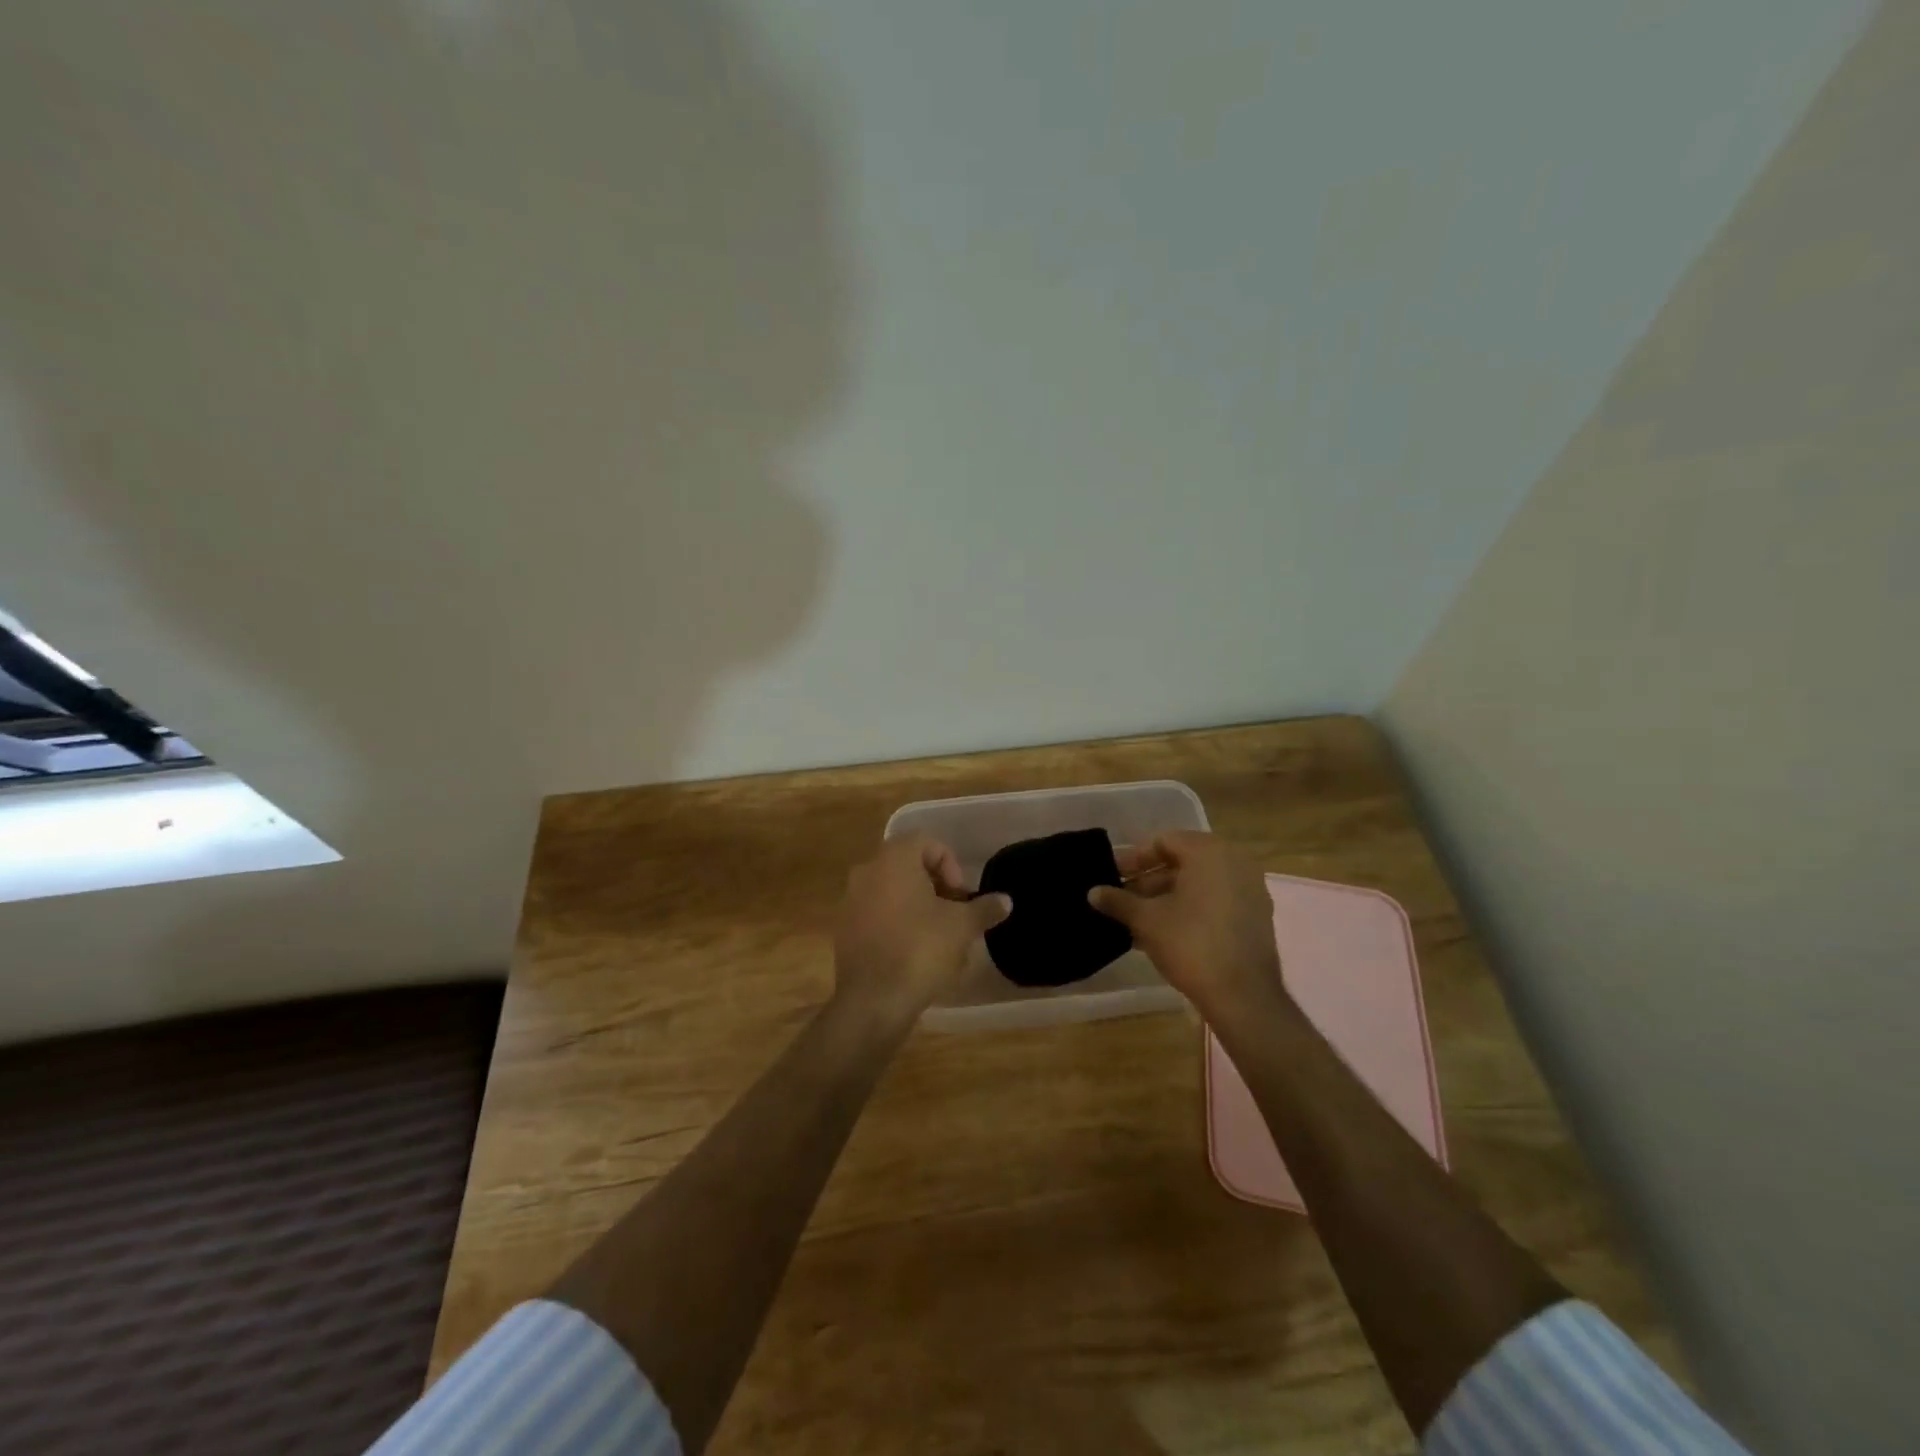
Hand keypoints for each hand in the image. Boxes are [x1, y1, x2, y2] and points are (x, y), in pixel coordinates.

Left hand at [832, 836, 1010, 1029]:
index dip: (951, 865)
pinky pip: (877, 915)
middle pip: (908, 866)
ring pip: (892, 892)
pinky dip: (897, 924)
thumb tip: (1005, 900)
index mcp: (893, 859)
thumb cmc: (920, 950)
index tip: (962, 897)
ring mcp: (850, 901)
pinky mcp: (845, 930)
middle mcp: (867, 871)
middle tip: (955, 914)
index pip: (927, 843)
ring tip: (939, 937)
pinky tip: (915, 953)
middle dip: (936, 887)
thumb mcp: (962, 927)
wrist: (873, 1001)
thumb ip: (984, 908)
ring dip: (918, 907)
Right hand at [1088, 832, 1293, 1025]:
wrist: (1243, 995)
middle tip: (1122, 898)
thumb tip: (1092, 892)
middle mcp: (1235, 862)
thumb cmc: (1191, 944)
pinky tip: (1163, 933)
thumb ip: (1118, 901)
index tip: (1113, 876)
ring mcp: (1250, 889)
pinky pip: (1216, 900)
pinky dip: (1190, 909)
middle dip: (1148, 880)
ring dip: (1166, 897)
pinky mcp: (1256, 916)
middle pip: (1182, 861)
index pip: (1163, 841)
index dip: (1133, 859)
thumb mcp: (1146, 920)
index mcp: (1209, 852)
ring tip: (1137, 920)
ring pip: (1198, 883)